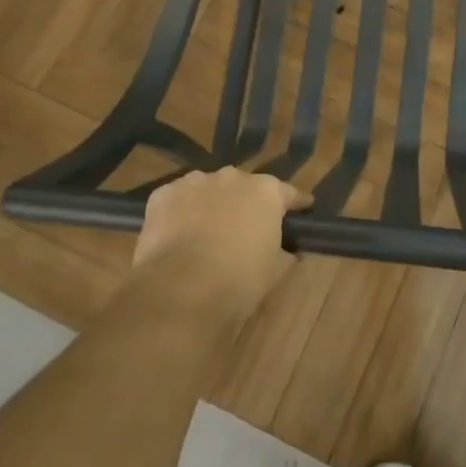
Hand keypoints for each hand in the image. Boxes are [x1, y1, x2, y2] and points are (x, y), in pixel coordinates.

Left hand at [133, 168, 310, 322]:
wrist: (181, 290)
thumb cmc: (239, 280)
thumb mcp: (274, 270)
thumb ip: (282, 251)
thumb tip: (287, 249)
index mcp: (266, 192)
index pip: (288, 193)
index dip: (295, 203)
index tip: (303, 208)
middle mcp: (232, 177)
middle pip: (243, 187)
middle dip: (245, 203)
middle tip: (245, 226)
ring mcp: (194, 182)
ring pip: (207, 189)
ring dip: (211, 204)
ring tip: (206, 231)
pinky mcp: (162, 195)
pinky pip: (177, 200)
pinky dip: (180, 213)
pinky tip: (176, 234)